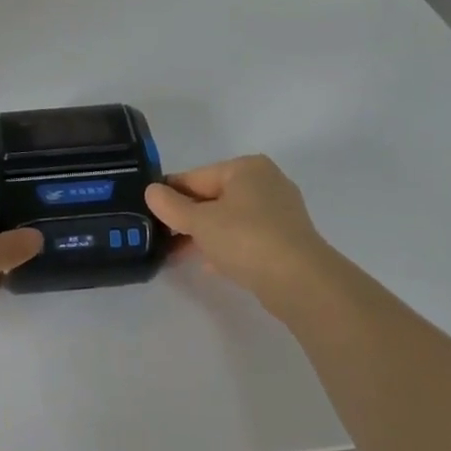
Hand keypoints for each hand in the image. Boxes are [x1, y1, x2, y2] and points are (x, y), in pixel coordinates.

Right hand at [145, 155, 344, 321]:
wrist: (301, 282)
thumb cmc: (246, 239)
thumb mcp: (199, 221)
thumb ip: (171, 206)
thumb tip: (151, 191)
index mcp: (246, 168)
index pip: (196, 177)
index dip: (170, 195)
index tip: (150, 213)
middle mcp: (266, 182)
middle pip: (214, 197)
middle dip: (188, 217)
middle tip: (161, 237)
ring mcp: (280, 212)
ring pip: (230, 219)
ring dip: (205, 234)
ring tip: (178, 253)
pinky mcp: (286, 239)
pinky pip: (246, 237)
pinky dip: (226, 246)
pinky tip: (209, 265)